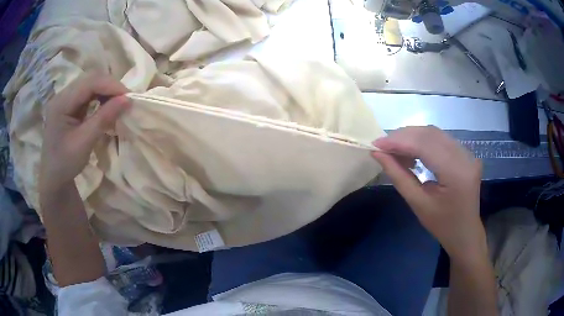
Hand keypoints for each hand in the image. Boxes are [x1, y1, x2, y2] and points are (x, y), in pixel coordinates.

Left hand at [39, 73, 129, 194]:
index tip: (129, 97)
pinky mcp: (69, 105)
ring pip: (90, 84)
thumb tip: (127, 100)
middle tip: (125, 100)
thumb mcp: (84, 142)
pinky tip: (106, 106)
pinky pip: (87, 94)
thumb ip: (104, 118)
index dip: (111, 86)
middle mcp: (62, 95)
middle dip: (109, 86)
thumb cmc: (65, 164)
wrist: (54, 178)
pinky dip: (100, 97)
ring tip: (117, 103)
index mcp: (61, 103)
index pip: (89, 83)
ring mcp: (65, 99)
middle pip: (90, 79)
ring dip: (106, 91)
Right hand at [372, 126, 483, 260]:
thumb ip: (398, 176)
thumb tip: (378, 154)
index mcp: (456, 173)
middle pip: (430, 134)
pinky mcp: (466, 153)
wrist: (465, 232)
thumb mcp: (418, 204)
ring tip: (394, 148)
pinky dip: (423, 141)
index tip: (376, 143)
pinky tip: (412, 150)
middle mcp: (465, 157)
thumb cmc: (442, 225)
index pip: (424, 146)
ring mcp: (468, 153)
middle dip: (403, 136)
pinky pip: (441, 139)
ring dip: (412, 137)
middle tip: (383, 145)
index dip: (399, 141)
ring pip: (435, 133)